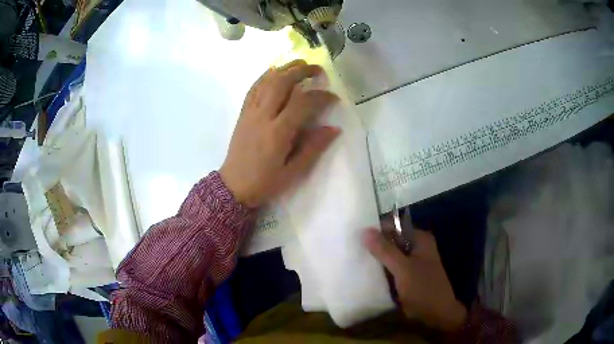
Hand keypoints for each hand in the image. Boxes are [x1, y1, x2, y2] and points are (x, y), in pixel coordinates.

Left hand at [220, 60, 339, 207]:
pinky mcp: (243, 113)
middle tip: (317, 69)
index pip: (302, 103)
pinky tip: (275, 72)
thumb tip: (334, 128)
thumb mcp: (293, 172)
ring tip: (299, 64)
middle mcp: (263, 116)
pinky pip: (253, 88)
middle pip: (282, 82)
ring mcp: (250, 112)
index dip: (321, 96)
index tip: (333, 97)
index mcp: (278, 133)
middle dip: (301, 71)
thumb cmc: (265, 182)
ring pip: (266, 81)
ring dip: (284, 68)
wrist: (233, 186)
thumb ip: (313, 148)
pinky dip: (265, 76)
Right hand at [363, 228, 467, 331]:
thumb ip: (384, 250)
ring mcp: (413, 262)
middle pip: (392, 240)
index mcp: (420, 239)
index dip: (376, 230)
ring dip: (377, 258)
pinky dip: (382, 269)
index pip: (394, 226)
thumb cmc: (423, 288)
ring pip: (391, 255)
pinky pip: (392, 267)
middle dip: (375, 245)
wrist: (437, 313)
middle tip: (353, 250)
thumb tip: (364, 231)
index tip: (356, 237)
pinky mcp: (409, 275)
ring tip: (355, 260)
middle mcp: (417, 247)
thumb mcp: (403, 269)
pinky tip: (367, 273)